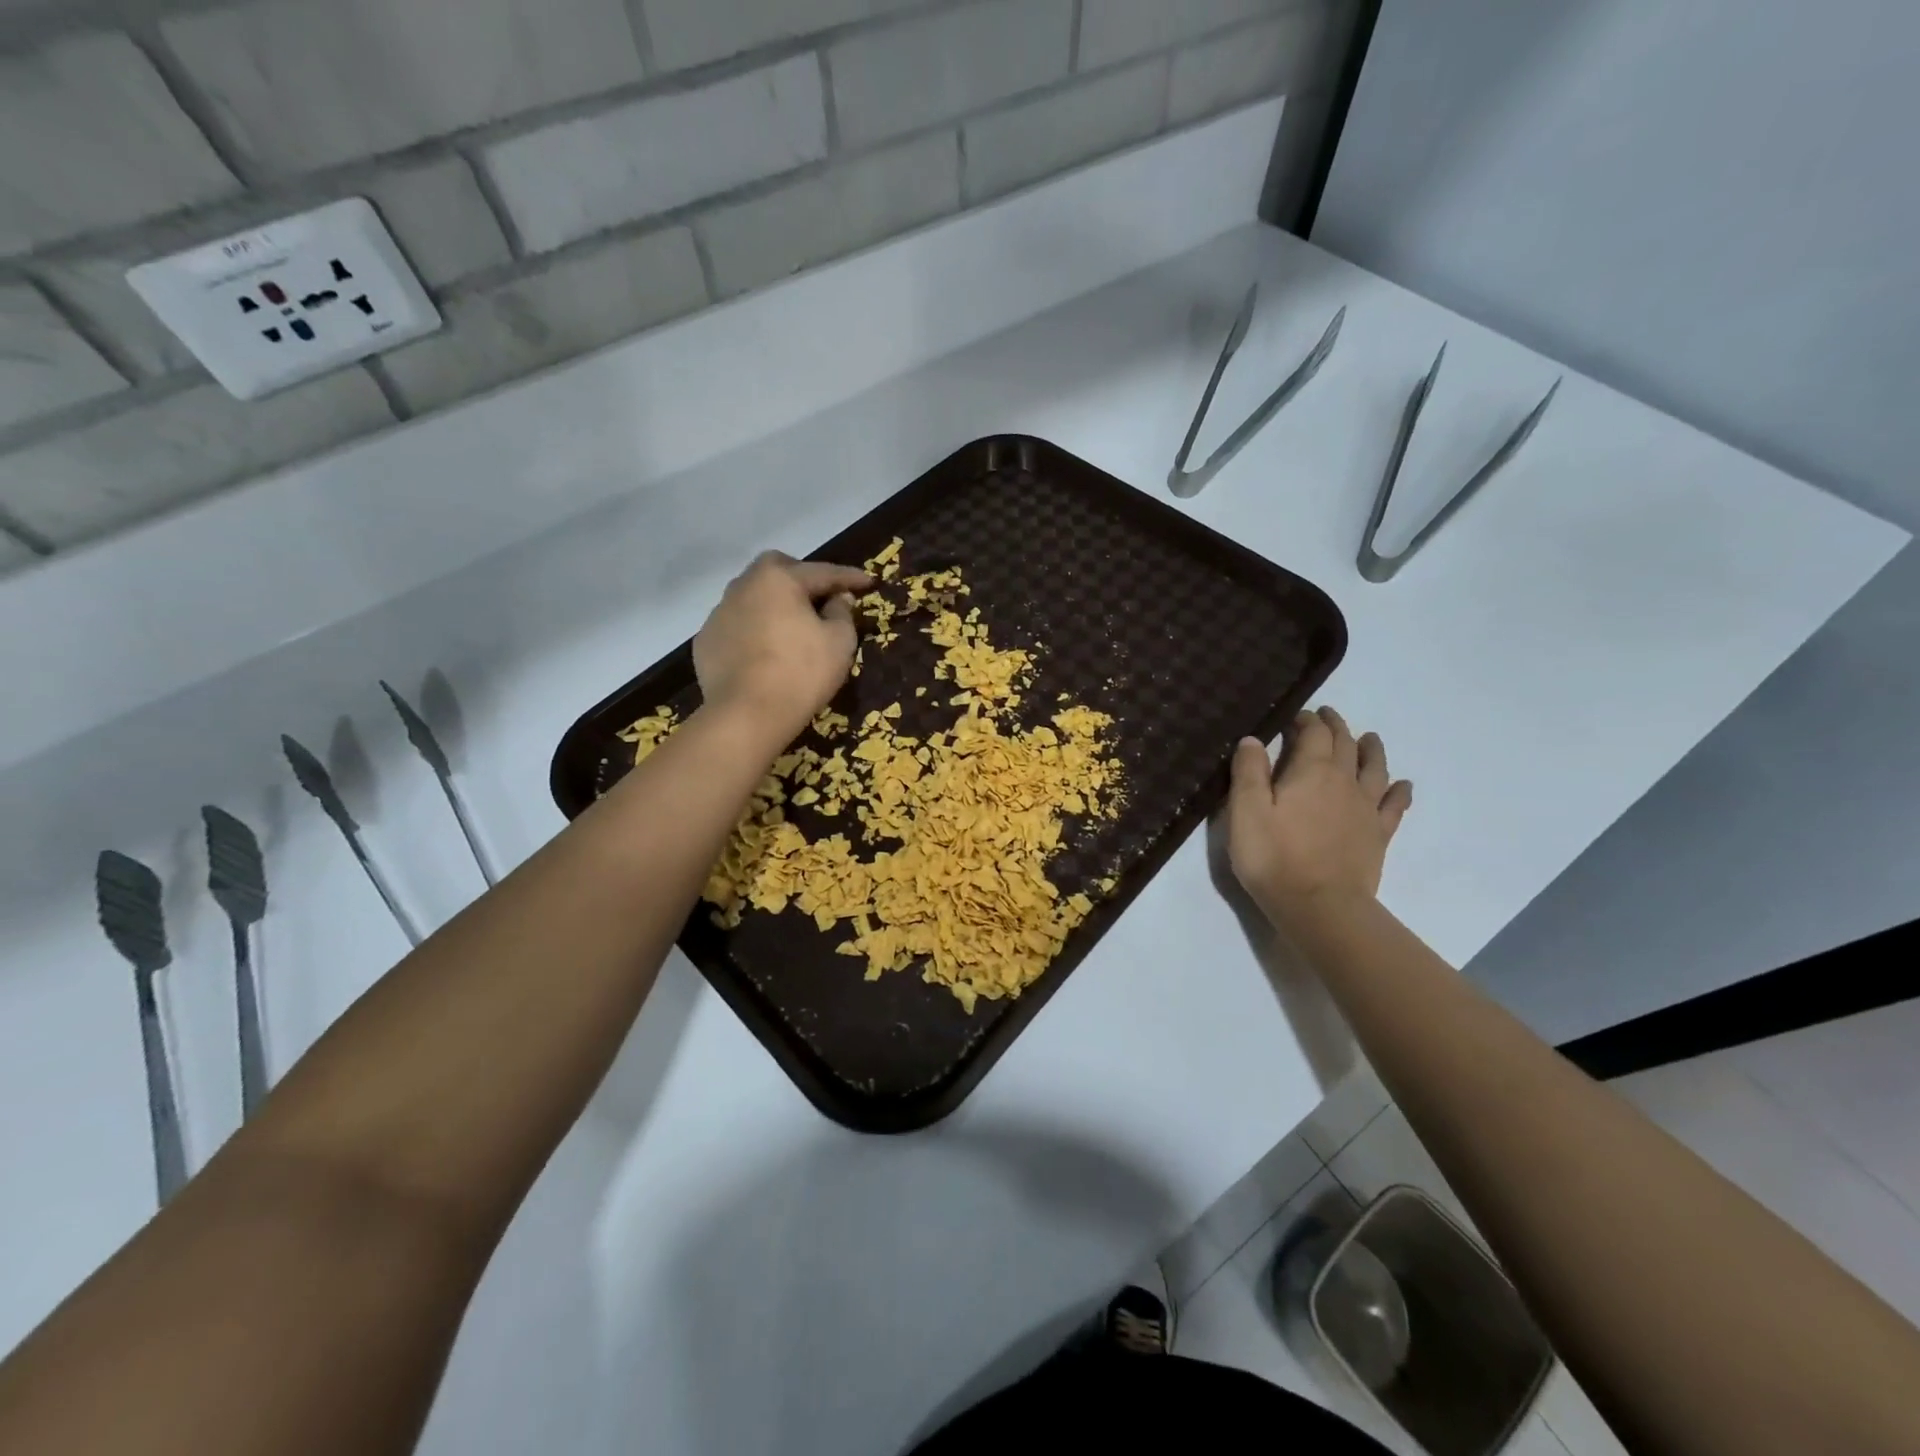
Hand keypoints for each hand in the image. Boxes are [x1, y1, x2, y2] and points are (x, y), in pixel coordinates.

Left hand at [693, 551, 872, 742]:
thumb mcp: (839, 642)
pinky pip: (736, 624)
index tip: (869, 581)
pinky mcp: (706, 641)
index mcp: (779, 579)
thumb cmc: (801, 673)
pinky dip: (753, 629)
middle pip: (776, 569)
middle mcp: (744, 586)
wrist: (747, 715)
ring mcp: (719, 613)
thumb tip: (838, 599)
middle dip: (801, 577)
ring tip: (790, 623)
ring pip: (752, 595)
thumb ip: (842, 612)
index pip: (822, 572)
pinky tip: (764, 649)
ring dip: (773, 603)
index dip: (849, 577)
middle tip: (821, 597)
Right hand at [1228, 707, 1413, 924]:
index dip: (1306, 720)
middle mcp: (1344, 782)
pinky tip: (1403, 786)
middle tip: (1326, 716)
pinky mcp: (1377, 836)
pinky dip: (1399, 791)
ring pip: (1375, 769)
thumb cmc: (1273, 857)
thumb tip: (1254, 738)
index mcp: (1311, 771)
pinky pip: (1394, 806)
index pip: (1314, 733)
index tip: (1295, 716)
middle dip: (1335, 727)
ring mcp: (1365, 809)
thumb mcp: (1245, 811)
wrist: (1320, 907)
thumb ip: (1248, 771)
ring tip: (1369, 738)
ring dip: (1371, 750)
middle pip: (1345, 744)